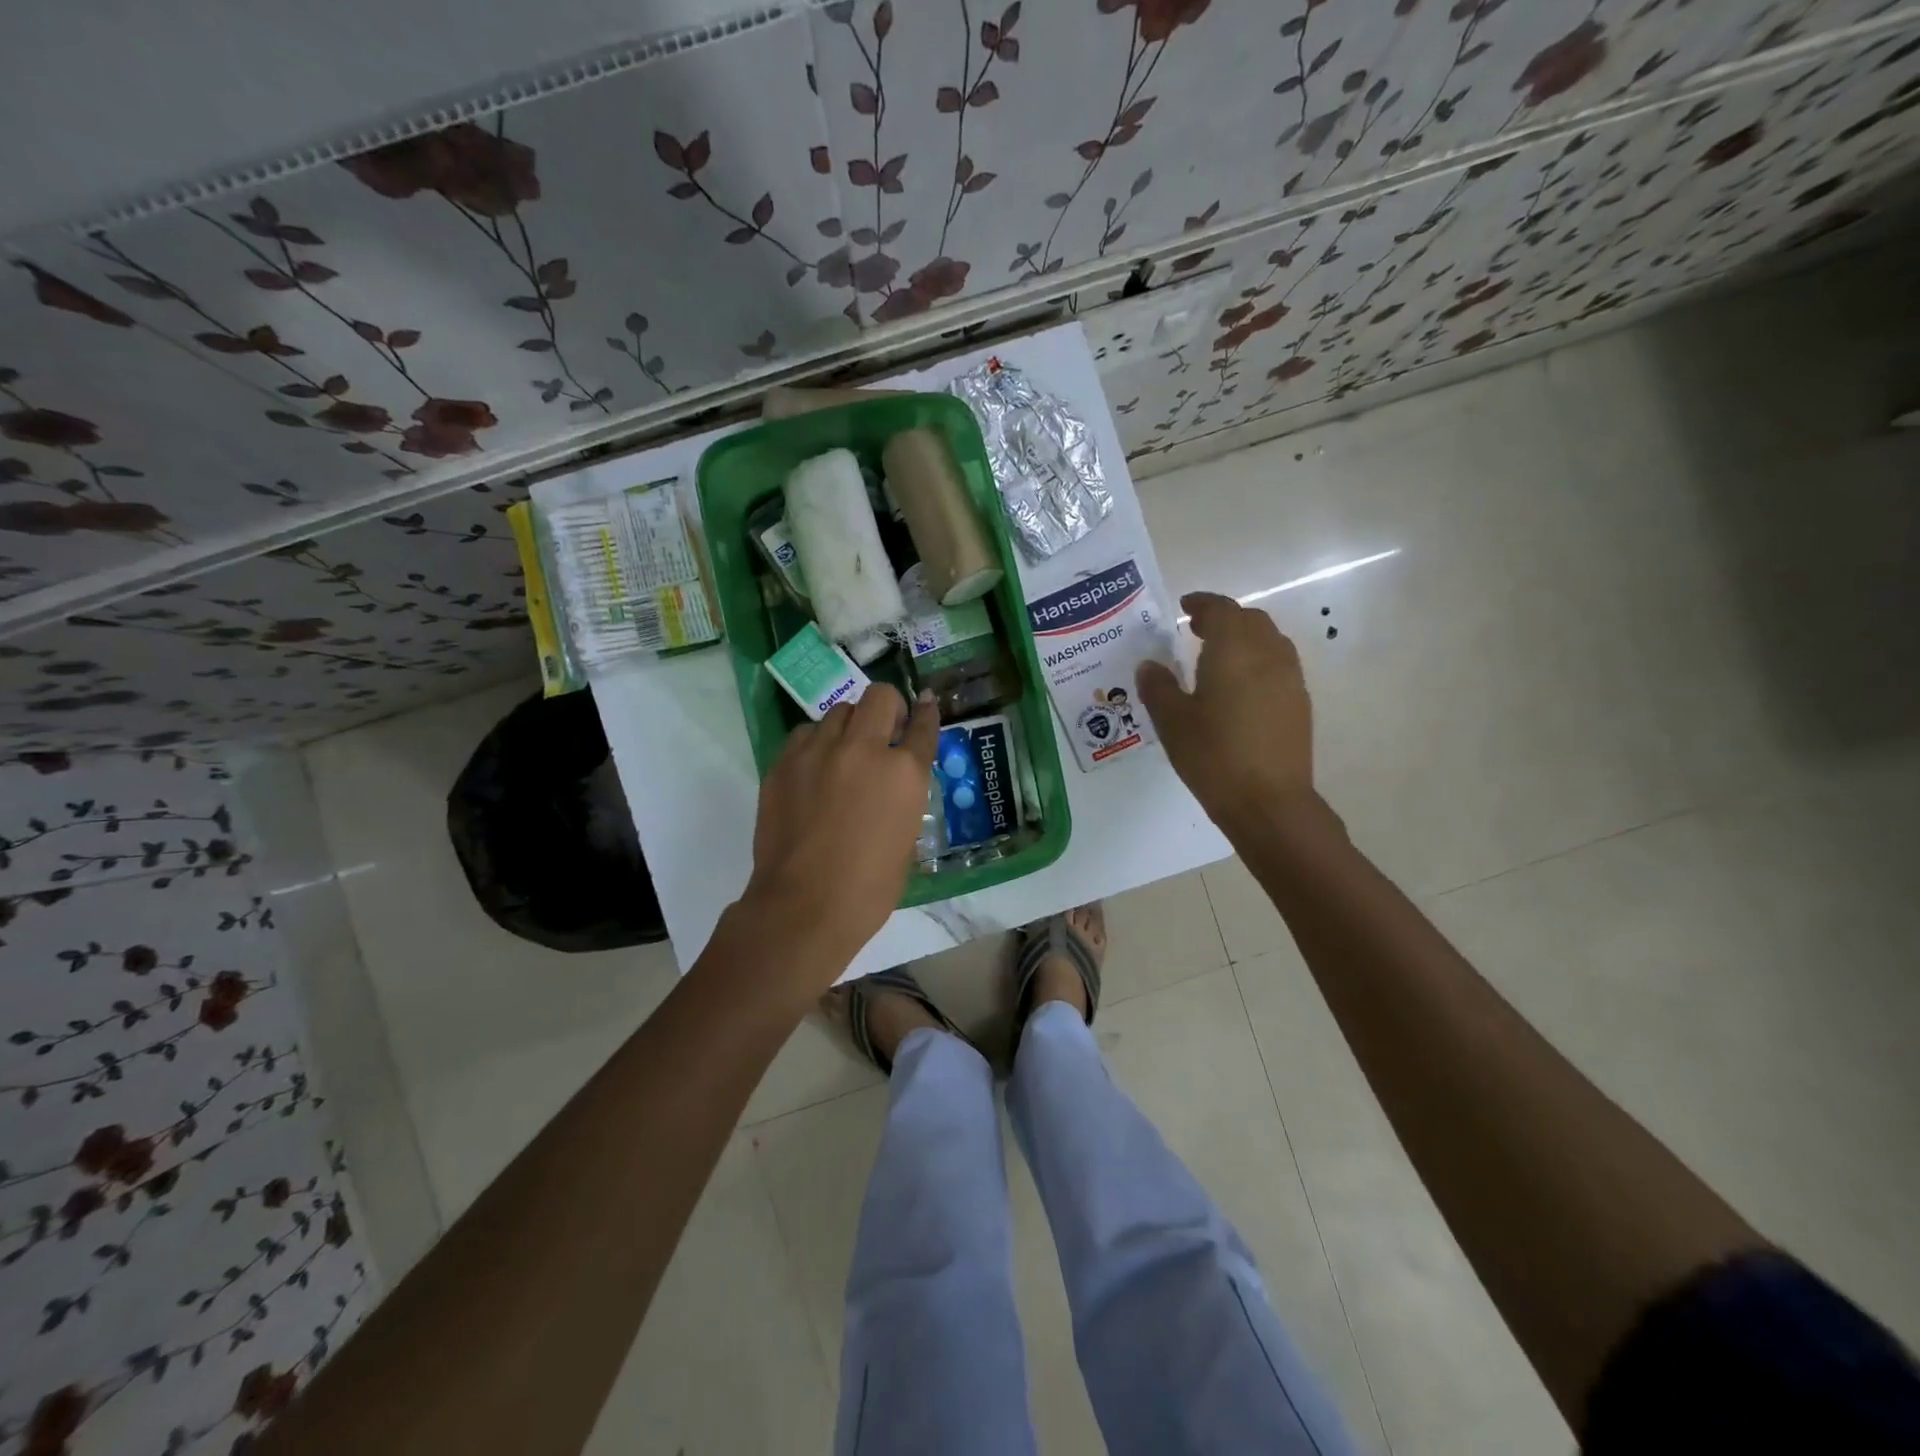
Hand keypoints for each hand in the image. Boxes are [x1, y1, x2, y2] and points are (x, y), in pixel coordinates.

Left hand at [740, 684, 939, 979]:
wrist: (804, 906)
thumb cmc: (869, 887)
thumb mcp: (906, 837)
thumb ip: (904, 796)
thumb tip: (896, 779)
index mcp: (904, 772)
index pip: (923, 727)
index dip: (926, 713)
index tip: (925, 704)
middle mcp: (863, 749)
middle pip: (880, 697)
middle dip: (888, 708)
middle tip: (885, 730)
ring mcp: (819, 751)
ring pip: (839, 711)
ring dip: (850, 727)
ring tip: (845, 754)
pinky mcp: (784, 762)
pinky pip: (805, 734)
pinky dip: (816, 744)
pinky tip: (815, 769)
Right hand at [1136, 592, 1317, 831]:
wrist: (1269, 802)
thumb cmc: (1214, 756)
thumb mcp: (1173, 722)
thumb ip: (1158, 687)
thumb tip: (1150, 666)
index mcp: (1234, 651)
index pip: (1222, 610)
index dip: (1203, 603)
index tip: (1185, 606)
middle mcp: (1268, 655)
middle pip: (1250, 620)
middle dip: (1224, 618)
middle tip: (1196, 629)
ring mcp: (1290, 679)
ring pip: (1269, 641)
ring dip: (1244, 638)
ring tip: (1218, 655)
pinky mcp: (1299, 703)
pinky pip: (1278, 665)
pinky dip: (1258, 661)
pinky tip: (1239, 686)